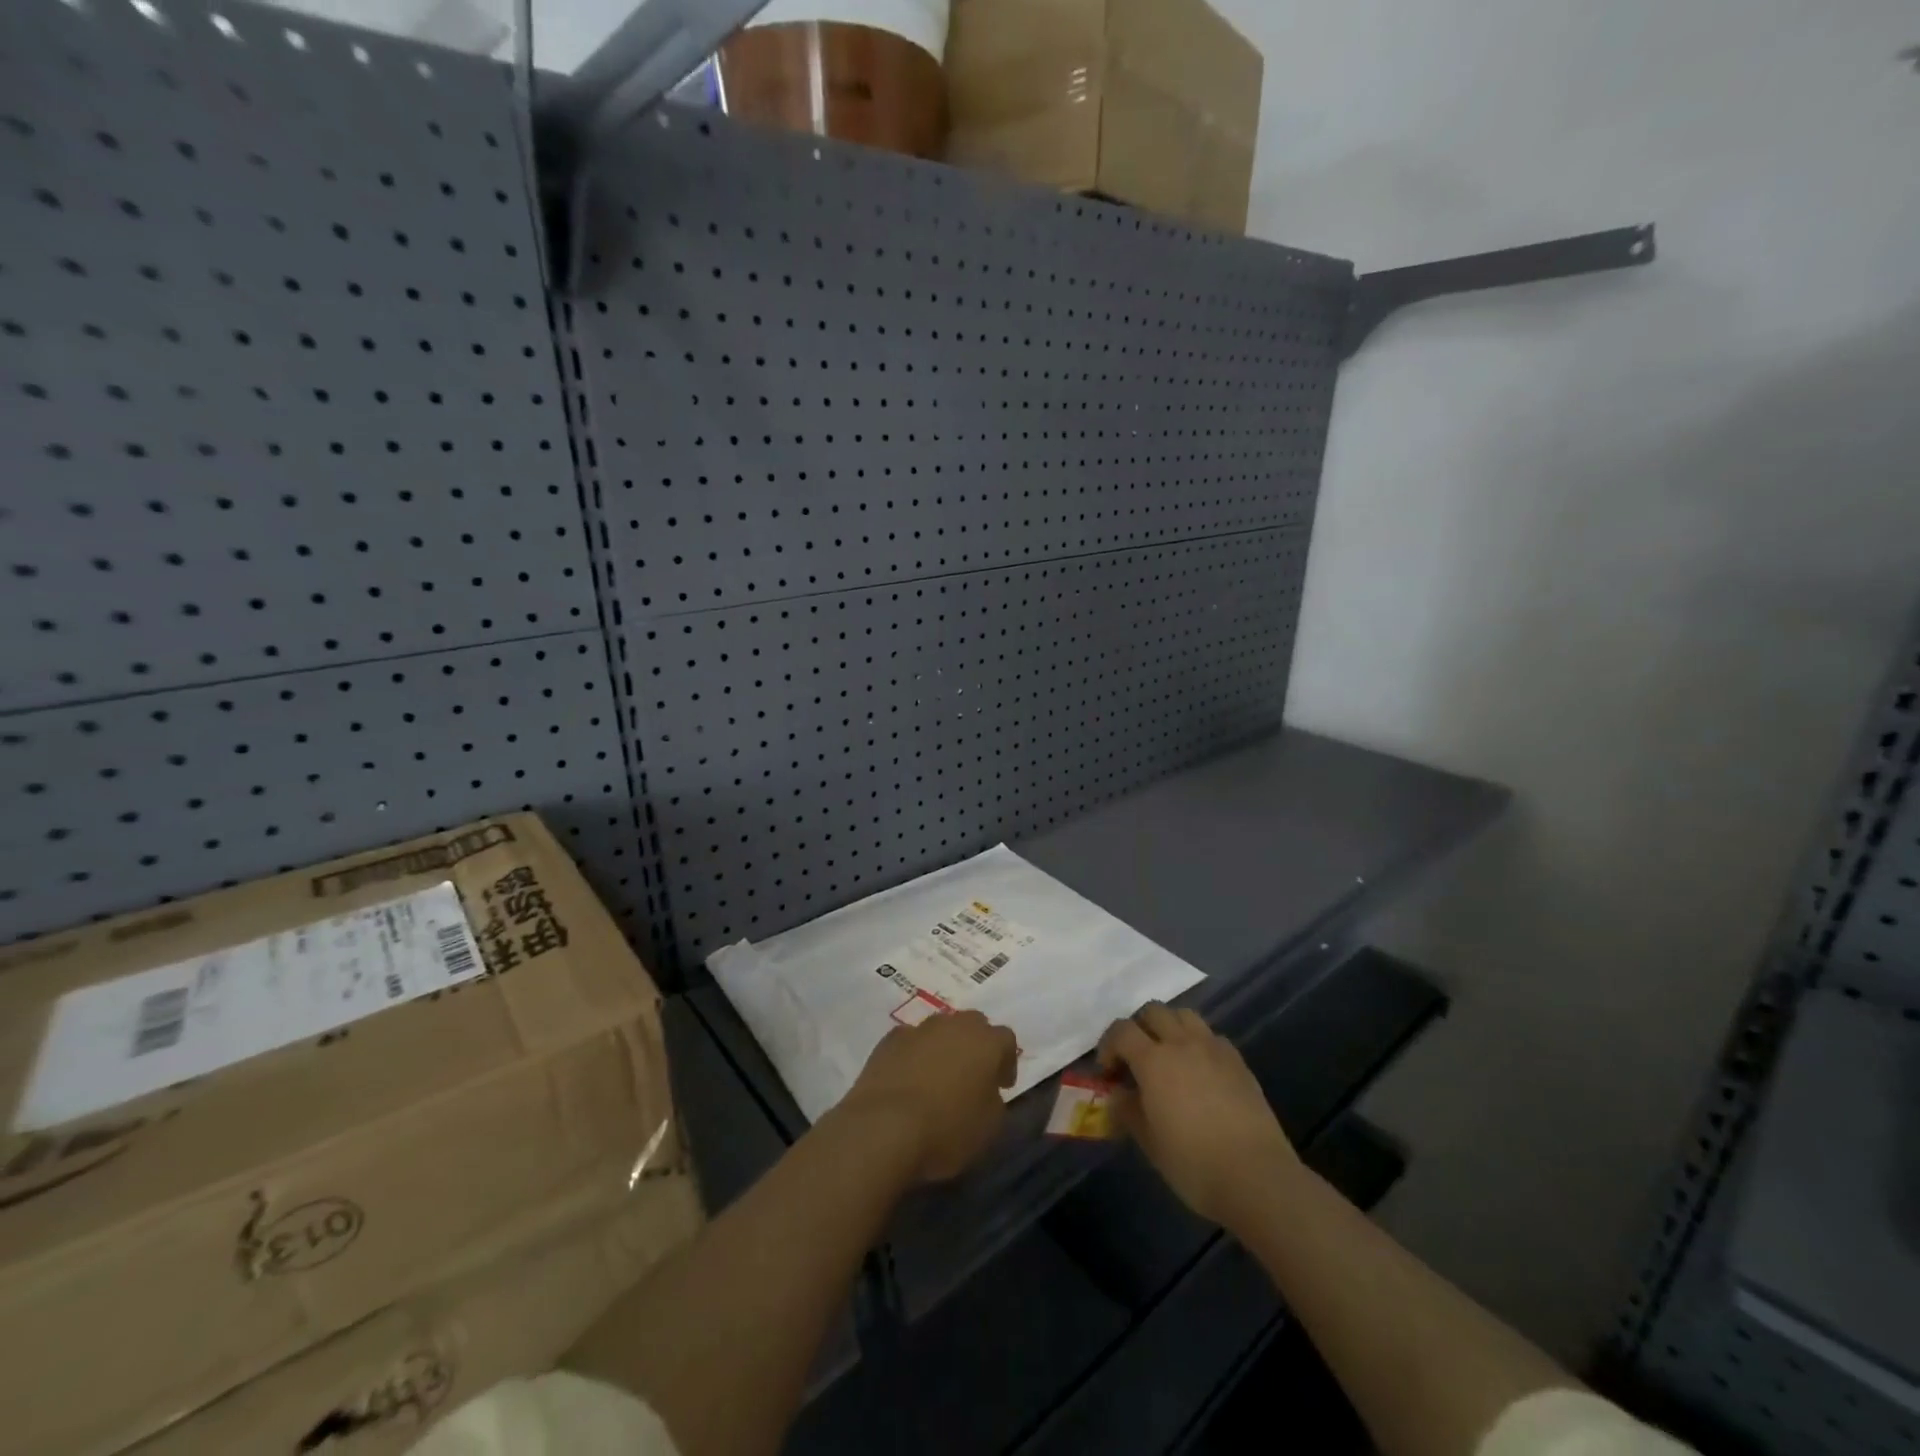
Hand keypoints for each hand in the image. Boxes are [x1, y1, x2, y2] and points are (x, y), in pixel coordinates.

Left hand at [840, 1010, 1017, 1182]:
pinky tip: (908, 1079)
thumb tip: (987, 1091)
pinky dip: (914, 1054)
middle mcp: (955, 1025)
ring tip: (938, 1077)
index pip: (1006, 1039)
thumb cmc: (947, 1129)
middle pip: (973, 1024)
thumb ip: (995, 1101)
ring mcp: (919, 1029)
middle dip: (976, 1045)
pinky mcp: (889, 1040)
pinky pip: (910, 1041)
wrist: (884, 1126)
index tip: (1002, 1085)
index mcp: (986, 1042)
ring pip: (940, 1029)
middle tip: (972, 1075)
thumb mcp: (989, 1127)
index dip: (1007, 1061)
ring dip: (944, 1047)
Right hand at [1100, 1003, 1302, 1228]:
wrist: (1256, 1177)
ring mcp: (1213, 1048)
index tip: (1108, 1071)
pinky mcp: (1238, 1061)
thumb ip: (1127, 1110)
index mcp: (1153, 1060)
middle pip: (1153, 1011)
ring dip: (1169, 1026)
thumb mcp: (1149, 1142)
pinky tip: (1200, 1070)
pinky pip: (1211, 1036)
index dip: (1108, 1045)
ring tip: (1169, 1056)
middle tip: (1136, 1058)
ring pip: (1184, 1015)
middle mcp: (1182, 1043)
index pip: (1121, 1030)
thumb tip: (1118, 1094)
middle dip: (1138, 1028)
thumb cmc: (1194, 1163)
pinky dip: (1198, 1043)